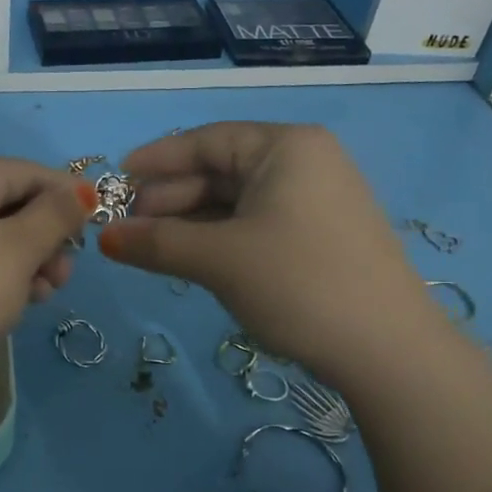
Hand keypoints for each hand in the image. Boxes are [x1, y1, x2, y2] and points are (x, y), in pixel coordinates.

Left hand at [0, 156, 92, 381]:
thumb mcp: (19, 248)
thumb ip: (55, 215)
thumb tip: (80, 191)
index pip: (30, 171)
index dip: (68, 196)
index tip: (97, 229)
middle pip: (16, 203)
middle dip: (48, 236)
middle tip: (63, 274)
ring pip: (1, 237)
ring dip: (32, 262)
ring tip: (44, 295)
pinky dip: (6, 277)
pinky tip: (20, 304)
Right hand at [99, 122, 439, 384]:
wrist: (388, 351)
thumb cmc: (298, 283)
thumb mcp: (218, 259)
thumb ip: (156, 243)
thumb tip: (104, 238)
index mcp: (286, 147)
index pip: (207, 140)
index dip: (156, 159)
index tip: (117, 179)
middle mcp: (305, 162)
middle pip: (220, 169)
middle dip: (171, 198)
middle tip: (130, 228)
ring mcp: (317, 200)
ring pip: (236, 200)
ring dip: (191, 222)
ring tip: (153, 248)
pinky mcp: (321, 236)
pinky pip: (256, 223)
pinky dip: (219, 237)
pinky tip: (194, 258)